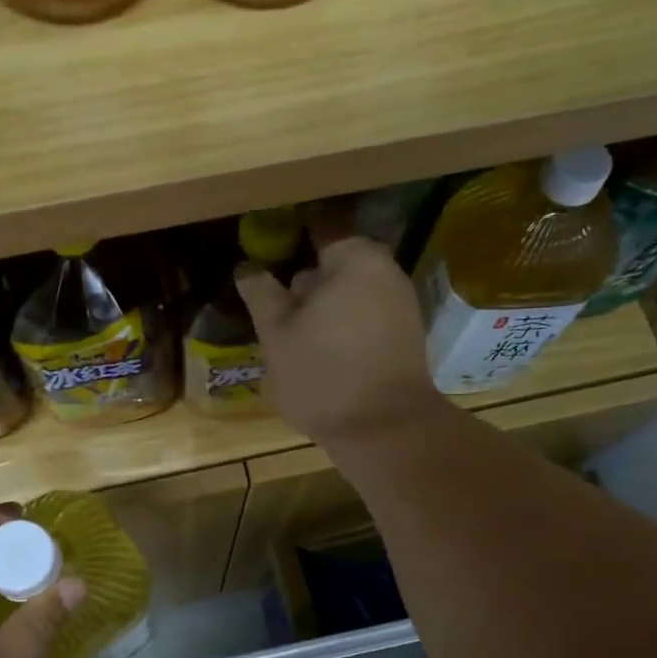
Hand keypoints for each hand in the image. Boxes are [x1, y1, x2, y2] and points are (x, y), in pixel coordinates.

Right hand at [237, 235, 440, 446]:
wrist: (386, 429)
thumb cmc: (323, 375)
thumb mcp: (277, 335)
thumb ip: (262, 295)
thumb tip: (248, 268)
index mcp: (354, 259)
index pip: (319, 227)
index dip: (291, 235)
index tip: (267, 250)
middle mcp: (386, 271)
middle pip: (337, 263)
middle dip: (308, 281)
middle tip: (277, 308)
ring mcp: (402, 304)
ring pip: (353, 292)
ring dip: (326, 306)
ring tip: (297, 336)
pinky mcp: (408, 335)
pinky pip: (368, 316)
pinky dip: (346, 324)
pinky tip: (325, 352)